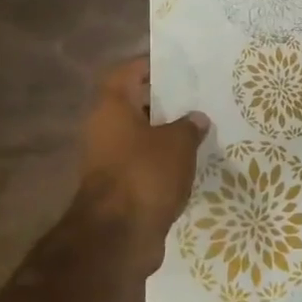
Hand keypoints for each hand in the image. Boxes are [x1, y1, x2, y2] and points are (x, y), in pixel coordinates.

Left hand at [79, 59, 207, 261]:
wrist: (118, 236)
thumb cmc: (145, 174)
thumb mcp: (177, 143)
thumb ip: (188, 126)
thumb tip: (196, 118)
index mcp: (111, 109)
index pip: (125, 73)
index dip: (148, 65)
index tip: (175, 64)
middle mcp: (103, 130)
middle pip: (132, 105)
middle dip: (162, 101)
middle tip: (195, 97)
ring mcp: (108, 161)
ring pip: (139, 136)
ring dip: (164, 133)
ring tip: (198, 129)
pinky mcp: (119, 188)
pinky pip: (143, 163)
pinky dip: (162, 161)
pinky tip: (190, 162)